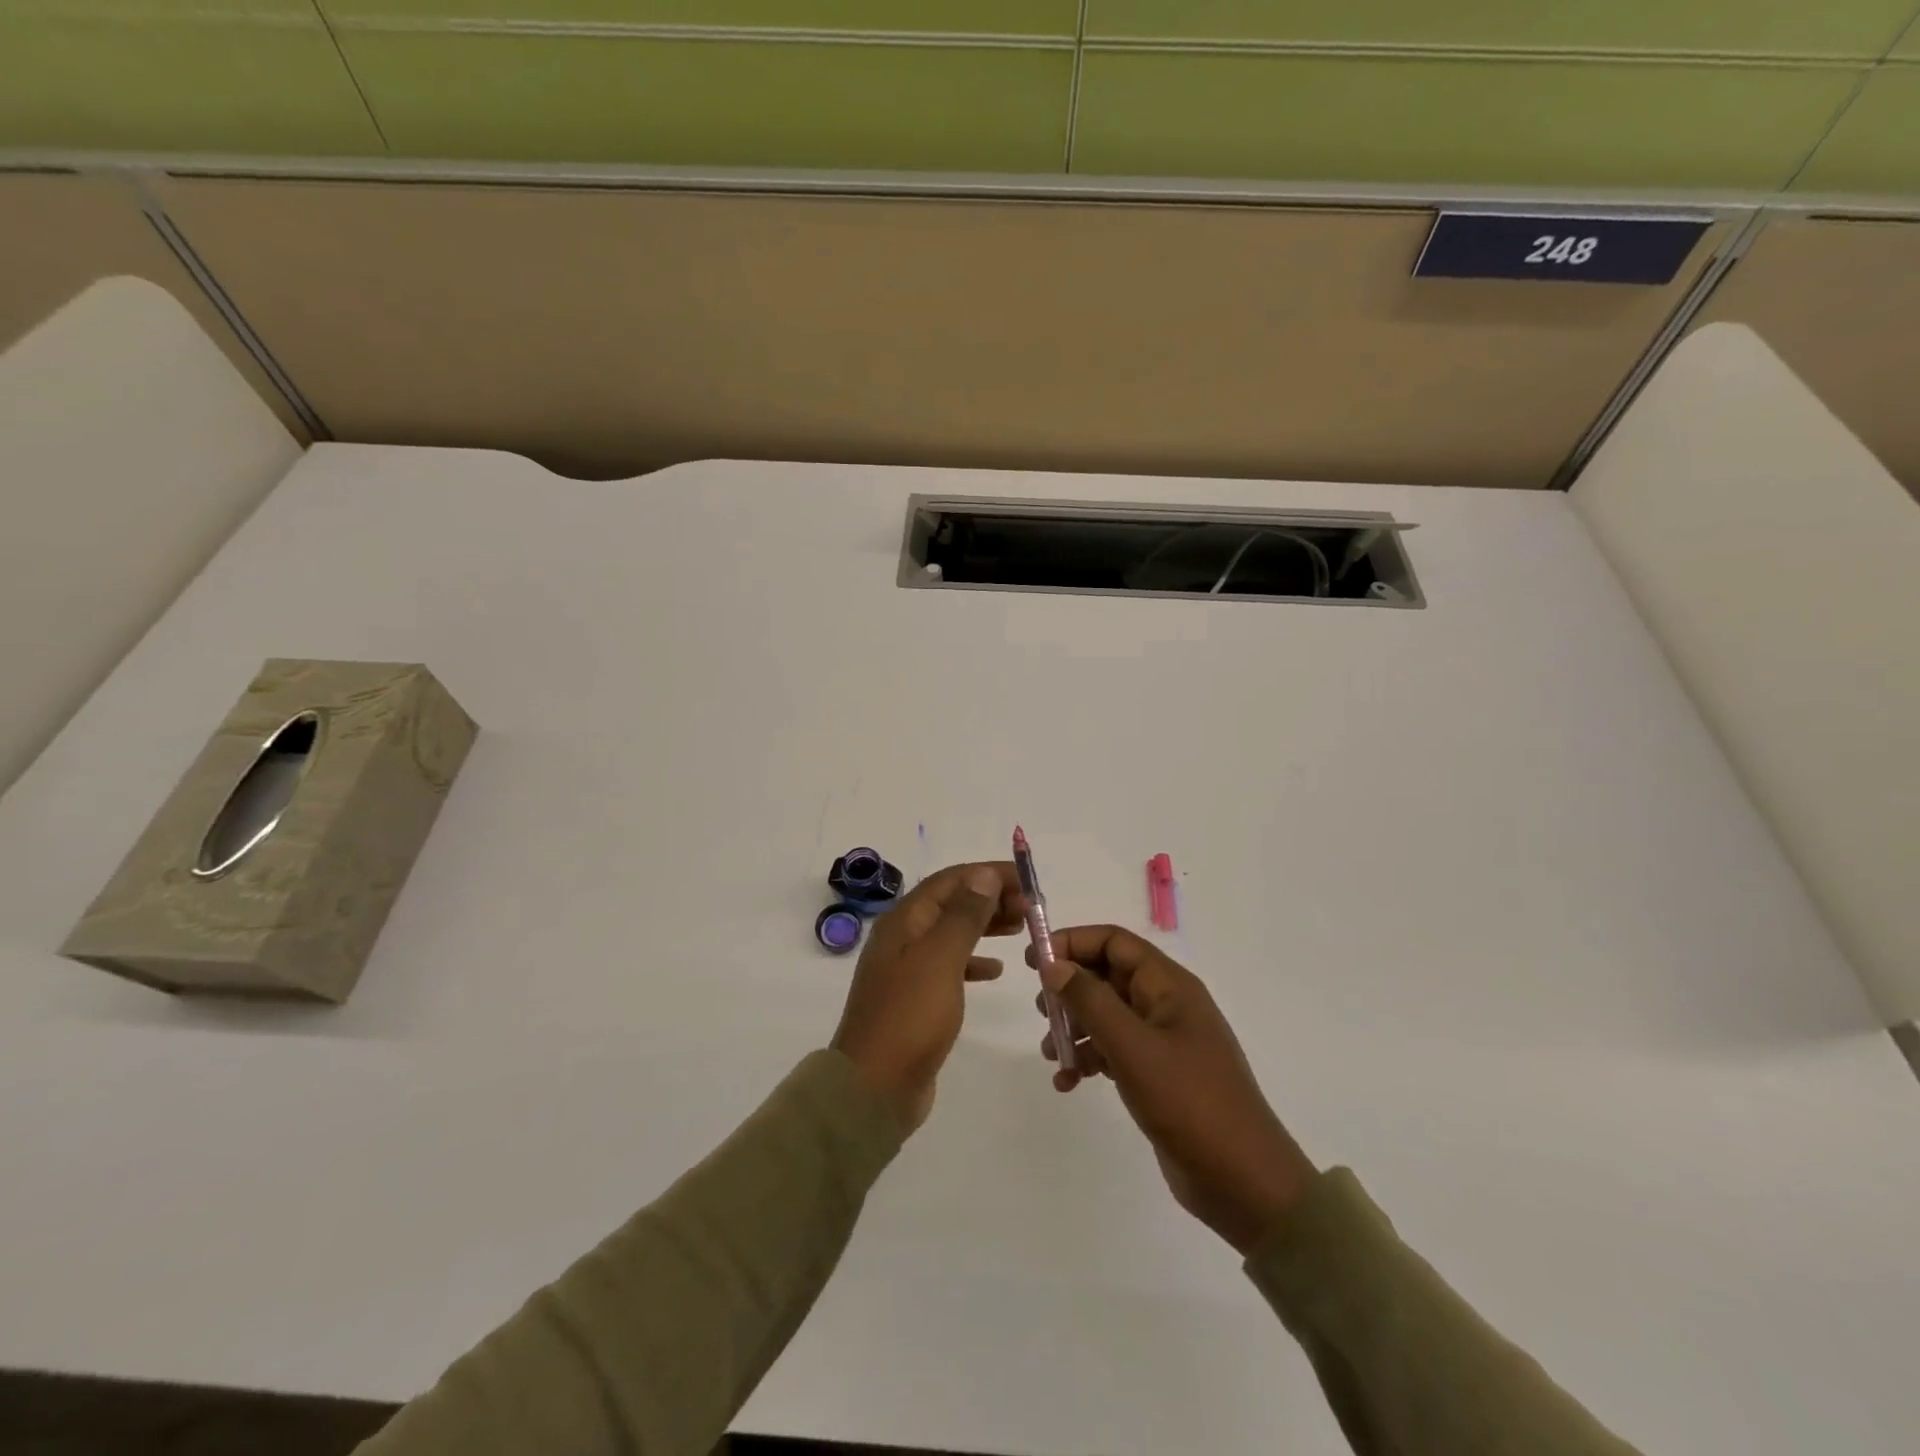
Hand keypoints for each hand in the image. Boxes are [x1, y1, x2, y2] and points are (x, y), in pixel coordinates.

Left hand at [832, 862, 1024, 1133]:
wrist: (874, 1088)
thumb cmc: (910, 1017)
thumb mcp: (941, 959)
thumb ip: (964, 915)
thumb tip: (984, 875)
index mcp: (904, 921)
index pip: (951, 880)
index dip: (989, 874)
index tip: (1027, 879)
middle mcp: (903, 937)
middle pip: (951, 903)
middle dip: (990, 898)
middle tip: (1031, 907)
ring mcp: (907, 969)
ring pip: (953, 933)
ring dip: (985, 925)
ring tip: (1021, 927)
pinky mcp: (916, 998)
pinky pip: (950, 965)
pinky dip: (974, 961)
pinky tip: (996, 971)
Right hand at [1029, 926, 1315, 1254]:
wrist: (1243, 1182)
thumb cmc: (1189, 1102)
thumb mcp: (1132, 1046)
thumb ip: (1090, 1000)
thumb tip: (1053, 963)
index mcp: (1169, 985)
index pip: (1115, 942)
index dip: (1073, 943)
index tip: (1035, 960)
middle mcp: (1166, 1005)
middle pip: (1108, 976)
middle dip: (1070, 989)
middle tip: (1041, 1010)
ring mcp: (1163, 1041)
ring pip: (1107, 1015)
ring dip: (1074, 1028)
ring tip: (1051, 1053)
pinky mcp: (1158, 1075)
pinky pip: (1114, 1051)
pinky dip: (1089, 1059)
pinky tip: (1068, 1082)